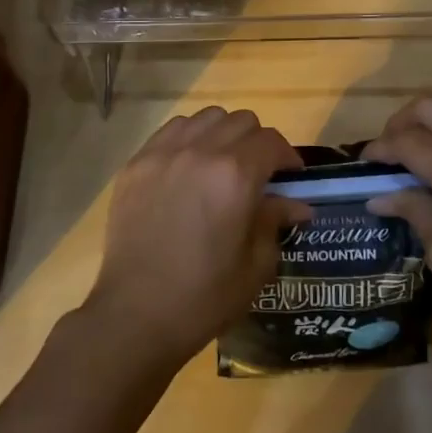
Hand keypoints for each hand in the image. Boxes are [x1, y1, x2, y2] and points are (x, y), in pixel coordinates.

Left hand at [84, 108, 311, 367]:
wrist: (136, 314)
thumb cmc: (204, 297)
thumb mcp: (255, 265)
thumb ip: (275, 222)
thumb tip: (295, 204)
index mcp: (235, 175)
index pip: (271, 142)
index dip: (287, 156)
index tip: (290, 177)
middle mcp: (200, 151)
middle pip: (240, 121)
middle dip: (257, 143)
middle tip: (258, 173)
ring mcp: (163, 153)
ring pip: (205, 118)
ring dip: (222, 134)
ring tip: (221, 164)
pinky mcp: (136, 164)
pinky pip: (169, 131)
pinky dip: (188, 138)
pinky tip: (188, 167)